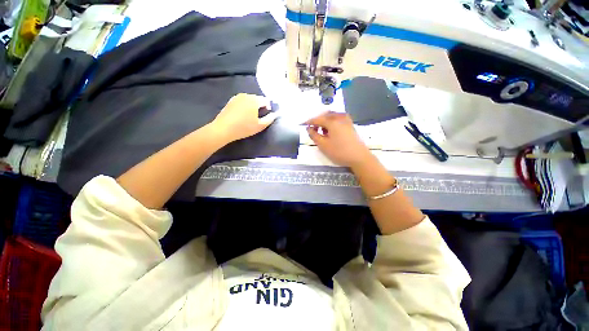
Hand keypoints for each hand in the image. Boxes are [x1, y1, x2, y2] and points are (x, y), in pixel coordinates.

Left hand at [212, 93, 276, 142]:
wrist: (223, 129)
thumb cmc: (244, 127)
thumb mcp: (260, 126)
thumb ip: (269, 119)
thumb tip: (275, 114)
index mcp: (254, 100)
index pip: (266, 100)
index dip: (268, 107)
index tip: (266, 116)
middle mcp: (246, 95)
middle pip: (257, 99)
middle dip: (260, 106)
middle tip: (258, 117)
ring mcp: (237, 97)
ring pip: (249, 100)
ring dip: (252, 106)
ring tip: (250, 117)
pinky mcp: (231, 101)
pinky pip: (242, 101)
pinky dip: (245, 106)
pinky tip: (242, 115)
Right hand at [306, 112, 372, 167]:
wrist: (359, 157)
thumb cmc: (339, 152)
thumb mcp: (323, 145)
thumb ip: (314, 135)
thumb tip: (309, 128)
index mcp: (332, 121)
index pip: (318, 119)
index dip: (309, 122)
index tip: (303, 125)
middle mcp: (340, 117)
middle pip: (326, 115)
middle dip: (318, 120)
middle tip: (313, 129)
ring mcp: (347, 120)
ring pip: (333, 116)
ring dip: (325, 121)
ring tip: (322, 131)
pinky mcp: (350, 125)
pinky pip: (338, 119)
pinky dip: (332, 122)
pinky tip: (331, 131)